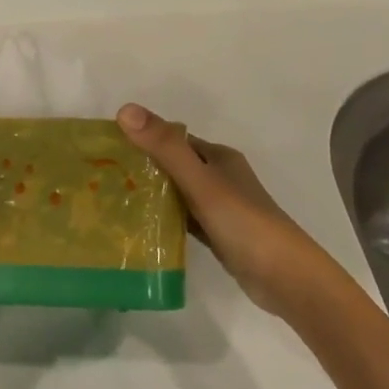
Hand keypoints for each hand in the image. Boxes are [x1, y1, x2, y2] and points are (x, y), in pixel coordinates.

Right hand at [117, 103, 339, 319]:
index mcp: (218, 157)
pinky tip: (140, 227)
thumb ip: (164, 148)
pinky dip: (164, 219)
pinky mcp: (218, 234)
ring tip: (111, 200)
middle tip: (101, 176)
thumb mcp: (201, 182)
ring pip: (177, 192)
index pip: (171, 139)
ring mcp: (220, 207)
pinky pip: (183, 218)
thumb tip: (124, 109)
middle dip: (141, 167)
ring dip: (150, 194)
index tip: (105, 148)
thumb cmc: (244, 223)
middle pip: (173, 165)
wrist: (287, 279)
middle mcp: (219, 177)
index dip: (141, 139)